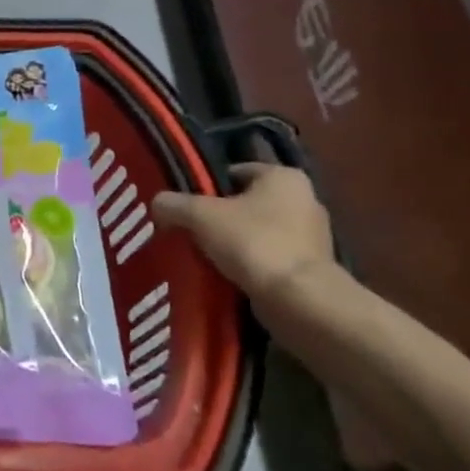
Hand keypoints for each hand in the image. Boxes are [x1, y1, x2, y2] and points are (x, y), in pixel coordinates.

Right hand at [151, 163, 334, 301]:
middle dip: (219, 216)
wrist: (298, 299)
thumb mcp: (200, 215)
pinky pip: (269, 258)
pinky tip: (226, 275)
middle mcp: (305, 199)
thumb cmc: (252, 242)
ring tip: (203, 255)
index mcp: (283, 177)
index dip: (206, 185)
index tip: (184, 204)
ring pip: (258, 232)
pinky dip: (249, 264)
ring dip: (234, 242)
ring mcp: (312, 236)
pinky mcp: (311, 268)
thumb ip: (173, 204)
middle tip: (189, 229)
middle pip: (247, 202)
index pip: (235, 171)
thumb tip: (157, 203)